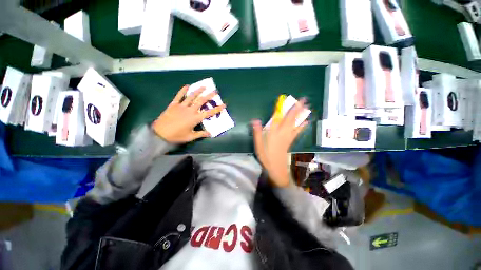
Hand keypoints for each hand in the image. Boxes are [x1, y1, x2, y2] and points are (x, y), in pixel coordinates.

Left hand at [152, 85, 225, 143]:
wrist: (160, 133)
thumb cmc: (176, 136)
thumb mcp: (190, 136)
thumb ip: (201, 134)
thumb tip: (210, 133)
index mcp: (195, 118)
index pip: (209, 113)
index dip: (217, 109)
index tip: (224, 105)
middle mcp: (190, 110)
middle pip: (201, 101)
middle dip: (209, 96)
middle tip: (215, 91)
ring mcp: (181, 106)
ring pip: (191, 96)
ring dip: (198, 91)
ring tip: (204, 86)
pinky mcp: (173, 104)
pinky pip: (179, 96)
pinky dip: (183, 90)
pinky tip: (187, 86)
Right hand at [252, 99, 308, 186]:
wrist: (276, 168)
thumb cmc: (266, 156)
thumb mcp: (258, 145)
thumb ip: (257, 132)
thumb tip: (255, 120)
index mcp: (273, 133)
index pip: (277, 118)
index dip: (280, 108)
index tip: (283, 99)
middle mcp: (283, 133)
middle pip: (290, 119)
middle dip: (296, 108)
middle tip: (303, 99)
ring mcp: (288, 136)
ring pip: (296, 123)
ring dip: (301, 114)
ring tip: (307, 106)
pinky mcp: (291, 140)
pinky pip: (298, 131)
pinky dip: (302, 125)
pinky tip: (306, 121)